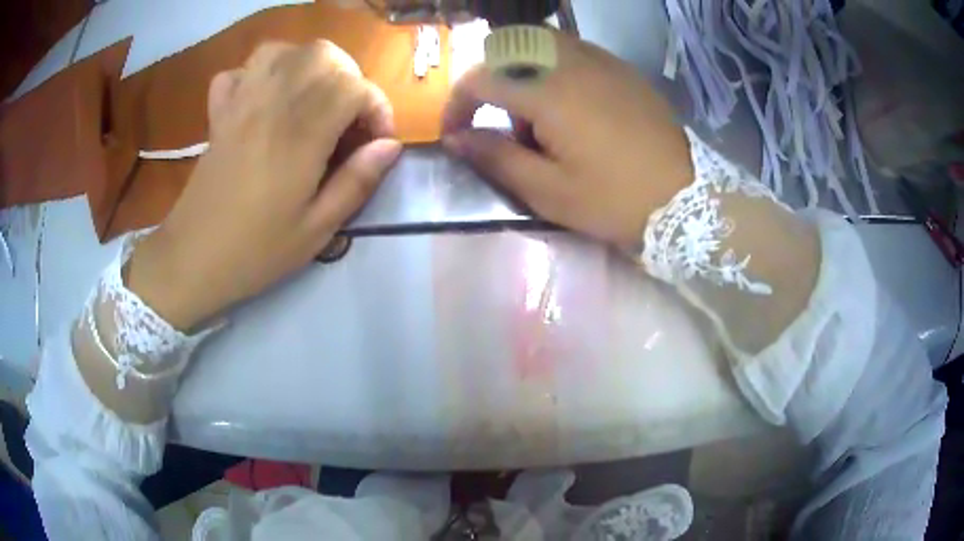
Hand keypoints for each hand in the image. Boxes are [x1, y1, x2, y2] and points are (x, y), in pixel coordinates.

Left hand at [127, 41, 401, 329]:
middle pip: (322, 55)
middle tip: (348, 117)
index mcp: (300, 135)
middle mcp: (271, 105)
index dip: (377, 108)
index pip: (354, 87)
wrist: (191, 259)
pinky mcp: (219, 112)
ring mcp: (240, 103)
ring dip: (309, 66)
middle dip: (349, 78)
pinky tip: (267, 97)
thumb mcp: (317, 231)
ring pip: (284, 50)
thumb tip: (390, 146)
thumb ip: (357, 182)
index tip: (376, 141)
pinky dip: (261, 72)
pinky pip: (241, 69)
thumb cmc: (255, 251)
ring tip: (313, 99)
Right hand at [442, 32, 692, 252]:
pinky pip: (571, 50)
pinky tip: (566, 103)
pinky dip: (551, 67)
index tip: (456, 134)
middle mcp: (571, 62)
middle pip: (507, 49)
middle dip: (489, 82)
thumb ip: (496, 158)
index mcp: (548, 92)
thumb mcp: (549, 191)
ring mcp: (600, 60)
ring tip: (534, 116)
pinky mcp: (620, 68)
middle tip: (496, 123)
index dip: (457, 104)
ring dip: (520, 71)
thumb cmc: (615, 199)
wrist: (686, 196)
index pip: (481, 78)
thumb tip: (456, 138)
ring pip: (539, 44)